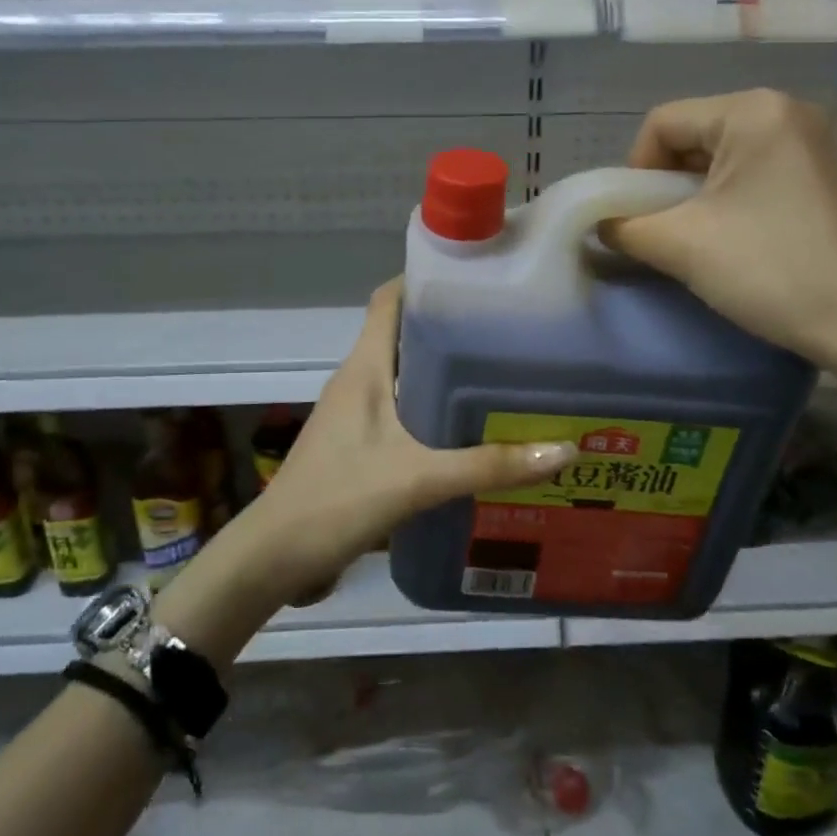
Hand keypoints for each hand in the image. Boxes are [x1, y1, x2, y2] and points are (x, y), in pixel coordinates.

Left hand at [241, 280, 576, 595]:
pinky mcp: (359, 444)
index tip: (477, 277)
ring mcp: (356, 413)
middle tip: (510, 331)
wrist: (274, 557)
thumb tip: (562, 449)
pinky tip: (471, 431)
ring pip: (405, 376)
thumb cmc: (338, 500)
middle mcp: (358, 380)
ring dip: (445, 373)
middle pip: (405, 335)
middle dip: (452, 329)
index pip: (389, 300)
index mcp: (364, 367)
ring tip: (502, 375)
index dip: (425, 279)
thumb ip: (488, 465)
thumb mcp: (419, 480)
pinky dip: (435, 410)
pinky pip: (403, 411)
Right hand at [603, 89, 836, 366]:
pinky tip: (748, 238)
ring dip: (704, 192)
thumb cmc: (768, 270)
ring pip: (732, 155)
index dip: (636, 170)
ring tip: (705, 237)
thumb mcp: (679, 245)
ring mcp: (824, 141)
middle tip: (668, 230)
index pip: (663, 123)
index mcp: (754, 111)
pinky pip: (768, 171)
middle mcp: (793, 110)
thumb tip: (602, 224)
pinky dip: (741, 197)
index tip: (640, 219)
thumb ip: (624, 227)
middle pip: (699, 134)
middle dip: (671, 183)